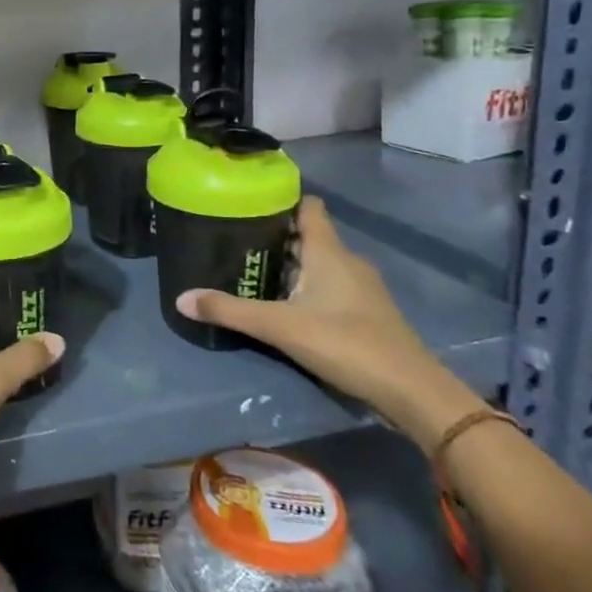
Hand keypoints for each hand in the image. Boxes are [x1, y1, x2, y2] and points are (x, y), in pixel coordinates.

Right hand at [175, 197, 484, 451]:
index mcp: (329, 252)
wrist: (411, 391)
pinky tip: (286, 305)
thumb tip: (180, 298)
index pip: (308, 207)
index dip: (281, 200)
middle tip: (236, 241)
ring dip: (291, 264)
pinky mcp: (368, 313)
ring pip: (320, 263)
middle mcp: (347, 261)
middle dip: (275, 236)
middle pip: (309, 236)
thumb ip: (230, 310)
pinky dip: (308, 287)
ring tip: (254, 272)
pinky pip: (331, 286)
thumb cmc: (345, 343)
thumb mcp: (279, 327)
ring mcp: (362, 288)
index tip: (249, 202)